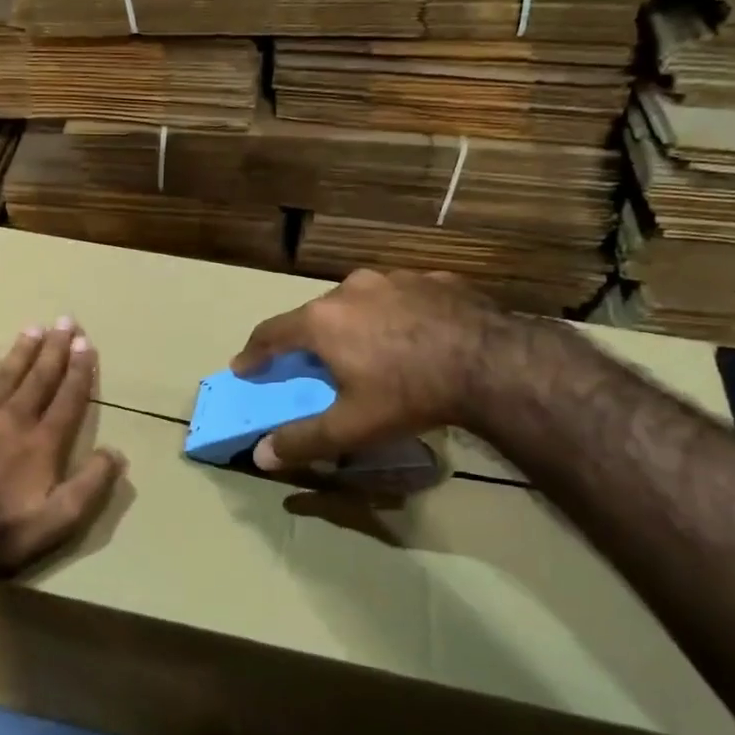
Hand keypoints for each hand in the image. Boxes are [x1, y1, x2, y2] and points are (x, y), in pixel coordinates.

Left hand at [0, 318, 125, 581]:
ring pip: (5, 375)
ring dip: (22, 351)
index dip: (80, 370)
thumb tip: (117, 452)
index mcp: (42, 443)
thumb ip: (90, 486)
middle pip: (39, 378)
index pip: (68, 398)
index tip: (87, 344)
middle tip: (66, 321)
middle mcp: (13, 420)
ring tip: (34, 328)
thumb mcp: (57, 522)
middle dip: (55, 349)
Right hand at [232, 269, 505, 469]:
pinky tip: (415, 337)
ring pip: (361, 301)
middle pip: (316, 315)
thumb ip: (302, 440)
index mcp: (322, 321)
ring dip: (355, 323)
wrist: (492, 363)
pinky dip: (397, 316)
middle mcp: (351, 289)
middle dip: (309, 340)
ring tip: (369, 350)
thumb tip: (261, 455)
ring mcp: (395, 278)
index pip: (271, 333)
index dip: (253, 353)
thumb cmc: (409, 393)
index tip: (242, 367)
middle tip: (313, 365)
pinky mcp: (434, 279)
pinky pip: (403, 297)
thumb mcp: (351, 426)